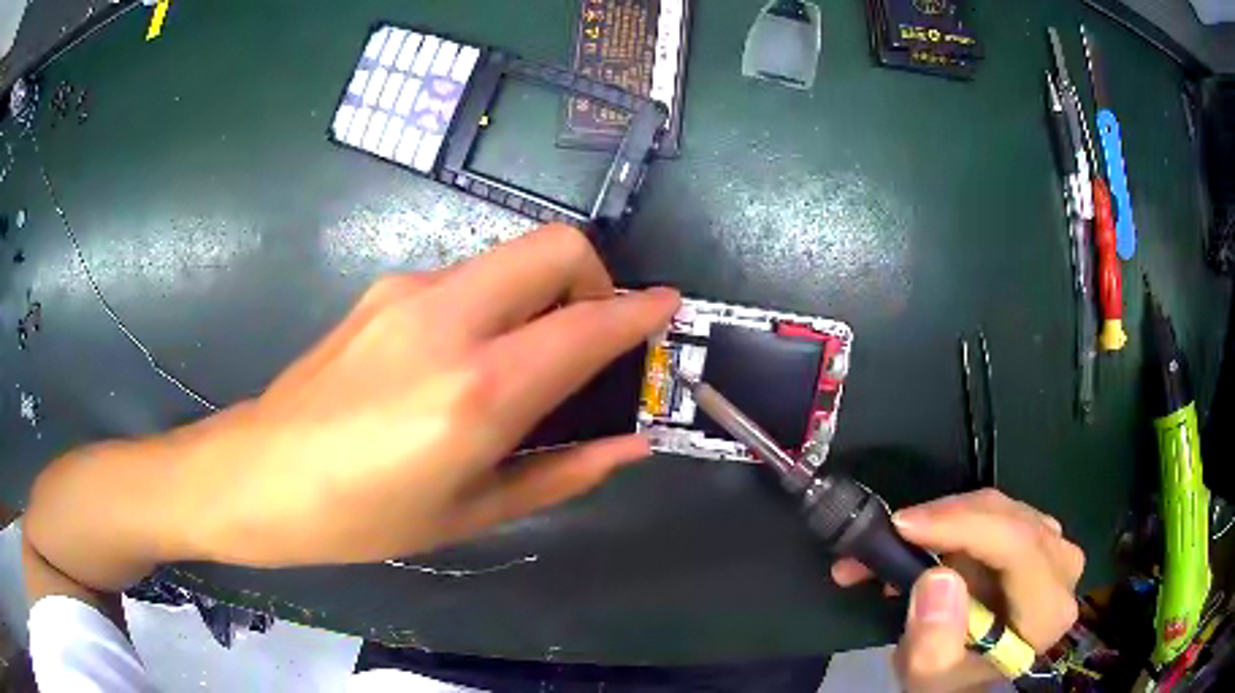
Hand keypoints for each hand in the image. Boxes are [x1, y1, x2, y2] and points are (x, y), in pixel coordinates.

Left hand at [24, 224, 679, 591]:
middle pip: (554, 247)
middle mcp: (447, 317)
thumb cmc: (362, 516)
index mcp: (476, 390)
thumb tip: (631, 446)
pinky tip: (469, 358)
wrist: (257, 475)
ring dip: (544, 293)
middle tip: (595, 337)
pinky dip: (497, 303)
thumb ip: (563, 473)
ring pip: (510, 258)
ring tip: (530, 360)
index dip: (640, 311)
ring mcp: (409, 290)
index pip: (587, 324)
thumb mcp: (471, 513)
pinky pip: (468, 278)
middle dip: (596, 277)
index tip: (669, 308)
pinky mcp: (383, 288)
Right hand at [831, 490, 1084, 691]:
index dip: (962, 526)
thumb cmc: (950, 680)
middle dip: (945, 521)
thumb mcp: (929, 678)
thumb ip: (934, 643)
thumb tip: (937, 578)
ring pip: (1000, 509)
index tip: (903, 525)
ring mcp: (1054, 548)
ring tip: (897, 545)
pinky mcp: (1037, 537)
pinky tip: (924, 542)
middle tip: (888, 534)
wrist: (966, 677)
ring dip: (945, 521)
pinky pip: (996, 512)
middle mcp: (1062, 569)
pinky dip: (954, 522)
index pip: (1018, 546)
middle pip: (1009, 520)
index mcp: (1047, 611)